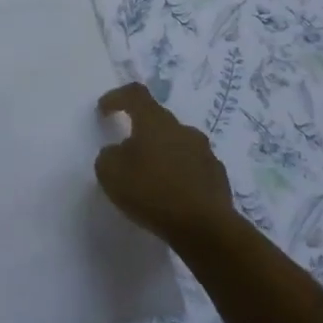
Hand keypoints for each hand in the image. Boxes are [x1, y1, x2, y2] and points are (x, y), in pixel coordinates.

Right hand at [95, 83, 236, 246]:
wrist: (205, 228)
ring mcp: (204, 152)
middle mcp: (182, 129)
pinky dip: (180, 174)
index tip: (104, 110)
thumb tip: (118, 152)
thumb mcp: (111, 173)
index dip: (117, 97)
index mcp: (155, 122)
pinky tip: (173, 196)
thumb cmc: (152, 192)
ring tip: (151, 179)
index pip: (135, 94)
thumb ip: (109, 156)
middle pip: (158, 120)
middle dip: (141, 132)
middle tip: (127, 154)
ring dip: (162, 154)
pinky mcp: (218, 176)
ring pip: (177, 144)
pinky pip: (193, 167)